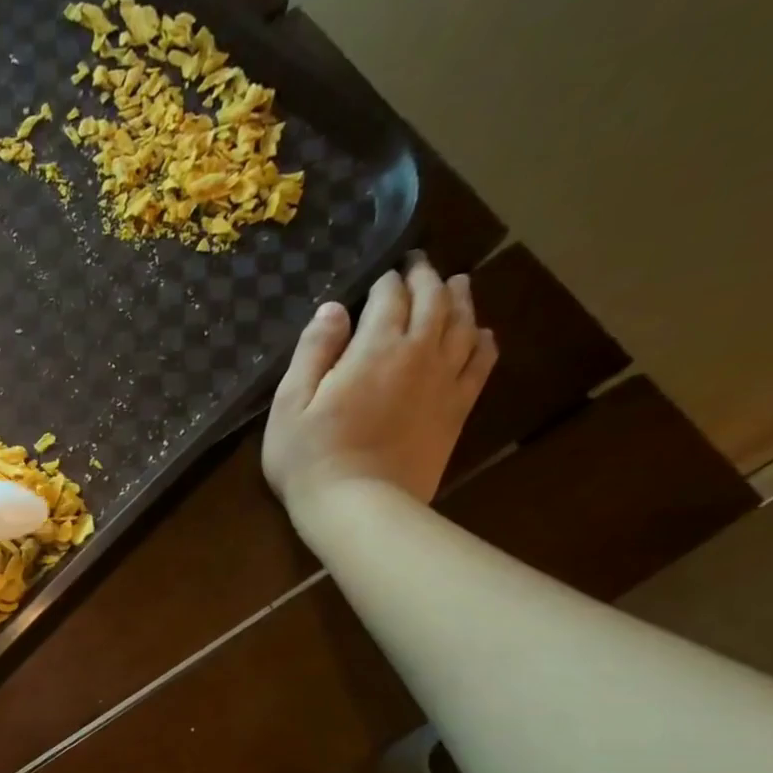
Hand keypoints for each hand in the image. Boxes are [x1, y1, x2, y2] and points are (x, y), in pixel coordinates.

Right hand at [262, 252, 497, 519]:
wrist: (358, 506)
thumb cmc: (309, 458)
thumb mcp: (289, 405)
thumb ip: (312, 353)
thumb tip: (333, 308)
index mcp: (375, 348)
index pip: (389, 297)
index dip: (386, 280)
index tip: (382, 272)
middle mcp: (419, 353)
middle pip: (433, 301)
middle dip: (425, 278)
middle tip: (418, 266)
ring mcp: (444, 381)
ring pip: (463, 323)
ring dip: (459, 298)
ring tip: (455, 284)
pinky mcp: (457, 409)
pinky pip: (481, 362)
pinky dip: (482, 339)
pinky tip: (480, 333)